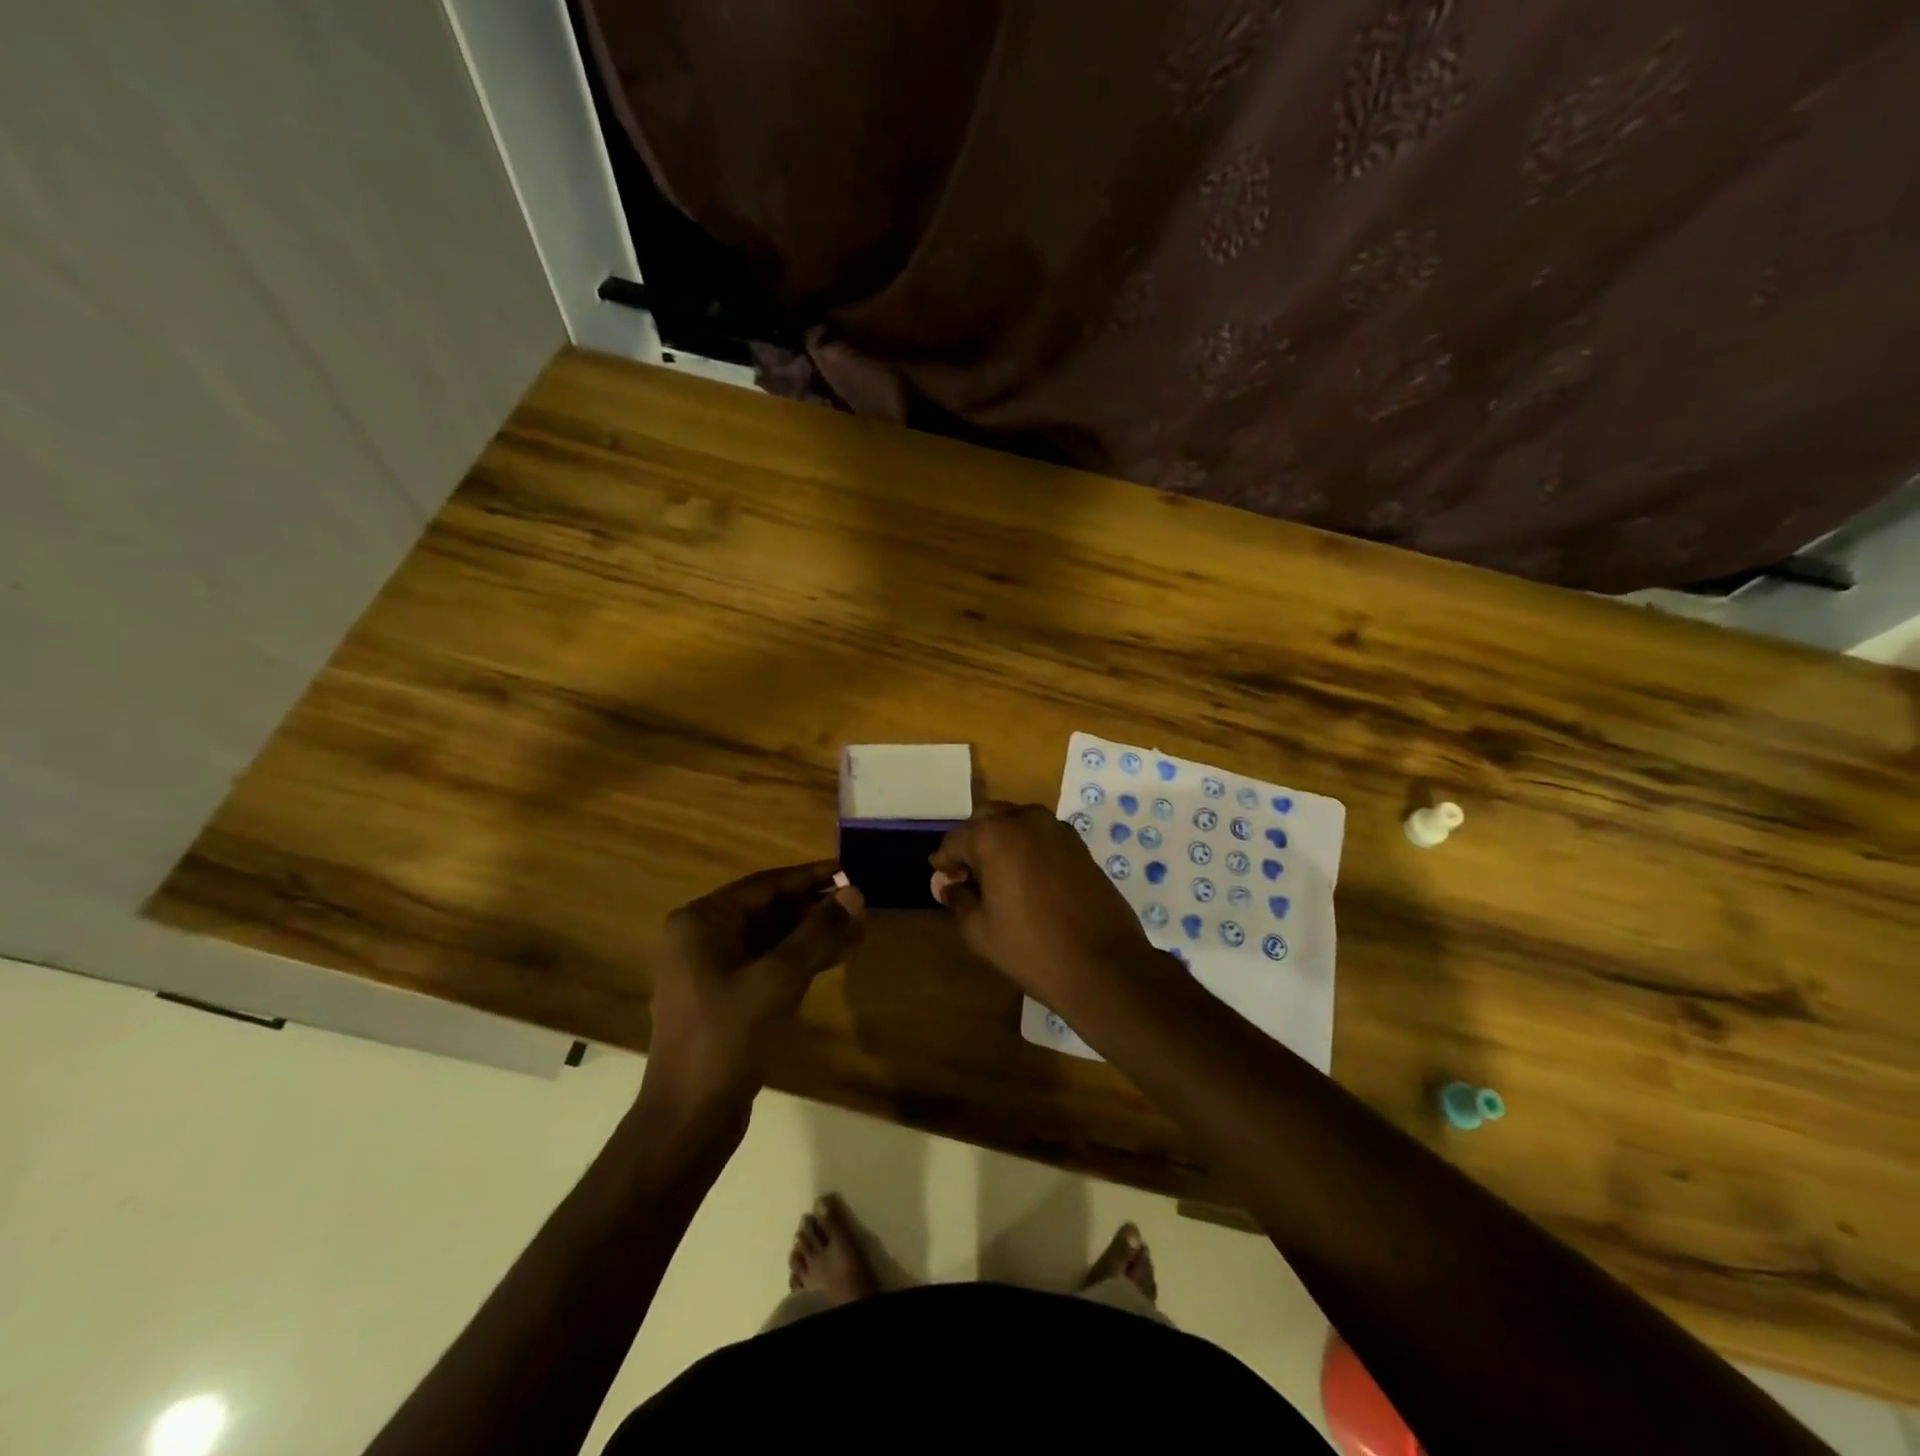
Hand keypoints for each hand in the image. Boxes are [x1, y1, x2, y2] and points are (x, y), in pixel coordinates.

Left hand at [643, 861, 864, 1120]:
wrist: (689, 1119)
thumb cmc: (727, 1040)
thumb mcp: (777, 981)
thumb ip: (818, 933)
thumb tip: (855, 892)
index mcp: (701, 923)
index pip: (765, 886)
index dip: (810, 877)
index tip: (849, 869)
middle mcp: (701, 938)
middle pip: (768, 910)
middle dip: (815, 909)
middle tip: (860, 905)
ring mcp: (710, 970)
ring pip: (771, 939)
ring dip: (812, 935)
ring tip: (858, 931)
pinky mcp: (724, 998)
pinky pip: (766, 964)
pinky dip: (799, 960)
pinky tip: (835, 958)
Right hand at [930, 802, 1157, 1007]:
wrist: (1104, 965)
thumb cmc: (1031, 949)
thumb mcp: (979, 931)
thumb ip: (958, 899)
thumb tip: (949, 884)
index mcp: (994, 835)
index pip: (956, 840)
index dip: (944, 861)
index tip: (941, 880)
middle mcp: (1025, 820)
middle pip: (986, 819)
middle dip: (971, 843)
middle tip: (966, 877)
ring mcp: (1057, 829)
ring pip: (1016, 822)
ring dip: (1000, 841)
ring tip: (995, 877)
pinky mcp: (1079, 844)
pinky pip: (1040, 835)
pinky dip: (1026, 847)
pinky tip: (1025, 878)